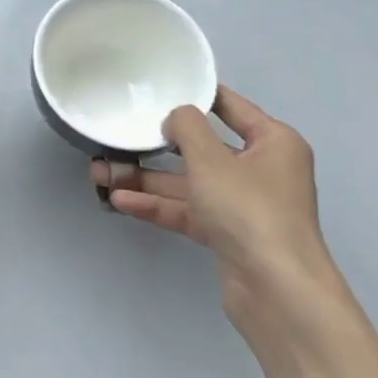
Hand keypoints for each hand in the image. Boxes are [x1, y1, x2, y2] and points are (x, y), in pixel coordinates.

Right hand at [91, 86, 336, 329]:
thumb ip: (187, 127)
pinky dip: (156, 204)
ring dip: (146, 179)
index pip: (230, 106)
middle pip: (201, 149)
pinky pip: (186, 211)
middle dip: (156, 146)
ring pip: (187, 183)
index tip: (160, 86)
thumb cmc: (249, 210)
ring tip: (101, 172)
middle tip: (118, 136)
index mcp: (272, 142)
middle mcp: (260, 170)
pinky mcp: (227, 234)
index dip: (196, 95)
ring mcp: (242, 205)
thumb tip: (175, 118)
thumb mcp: (211, 158)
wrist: (277, 291)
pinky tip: (119, 200)